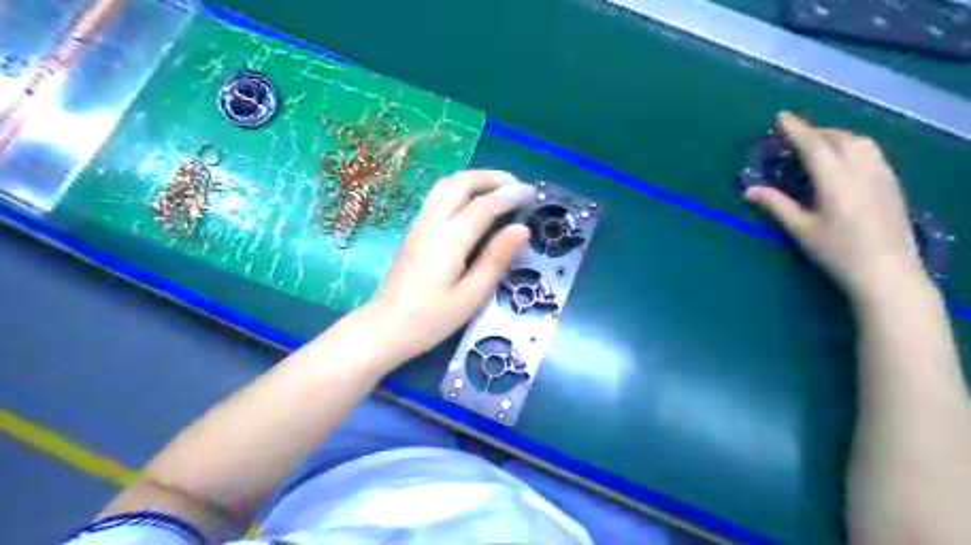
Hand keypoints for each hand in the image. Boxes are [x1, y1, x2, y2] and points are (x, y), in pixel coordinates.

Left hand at [366, 171, 529, 362]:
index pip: (484, 205)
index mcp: (449, 241)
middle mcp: (432, 223)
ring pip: (446, 184)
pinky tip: (472, 200)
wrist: (386, 328)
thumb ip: (496, 260)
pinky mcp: (414, 230)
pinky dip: (460, 187)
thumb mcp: (471, 297)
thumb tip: (522, 229)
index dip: (510, 195)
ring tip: (498, 187)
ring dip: (474, 178)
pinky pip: (437, 195)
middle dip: (491, 177)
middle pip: (461, 182)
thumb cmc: (431, 319)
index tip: (532, 193)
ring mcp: (420, 224)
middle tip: (516, 185)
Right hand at [746, 111, 932, 304]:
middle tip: (795, 136)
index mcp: (836, 180)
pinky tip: (843, 160)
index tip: (781, 116)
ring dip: (836, 136)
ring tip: (818, 145)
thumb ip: (776, 205)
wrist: (887, 272)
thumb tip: (748, 190)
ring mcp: (882, 175)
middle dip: (816, 131)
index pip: (814, 145)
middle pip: (839, 138)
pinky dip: (852, 146)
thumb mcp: (801, 229)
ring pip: (860, 141)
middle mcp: (862, 169)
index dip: (796, 129)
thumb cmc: (837, 252)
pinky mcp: (892, 183)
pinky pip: (872, 152)